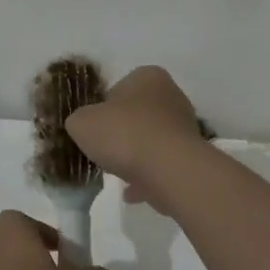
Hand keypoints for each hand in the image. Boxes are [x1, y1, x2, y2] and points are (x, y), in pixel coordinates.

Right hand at [64, 65, 207, 213]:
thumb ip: (79, 120)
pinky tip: (131, 192)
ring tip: (116, 172)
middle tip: (103, 149)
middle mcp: (171, 96)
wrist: (170, 169)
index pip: (120, 88)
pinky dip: (147, 177)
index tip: (93, 128)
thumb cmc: (124, 134)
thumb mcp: (82, 123)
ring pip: (151, 140)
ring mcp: (184, 128)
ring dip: (135, 155)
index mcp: (148, 77)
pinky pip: (162, 165)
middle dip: (121, 132)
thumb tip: (83, 126)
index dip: (102, 108)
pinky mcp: (190, 157)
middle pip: (138, 114)